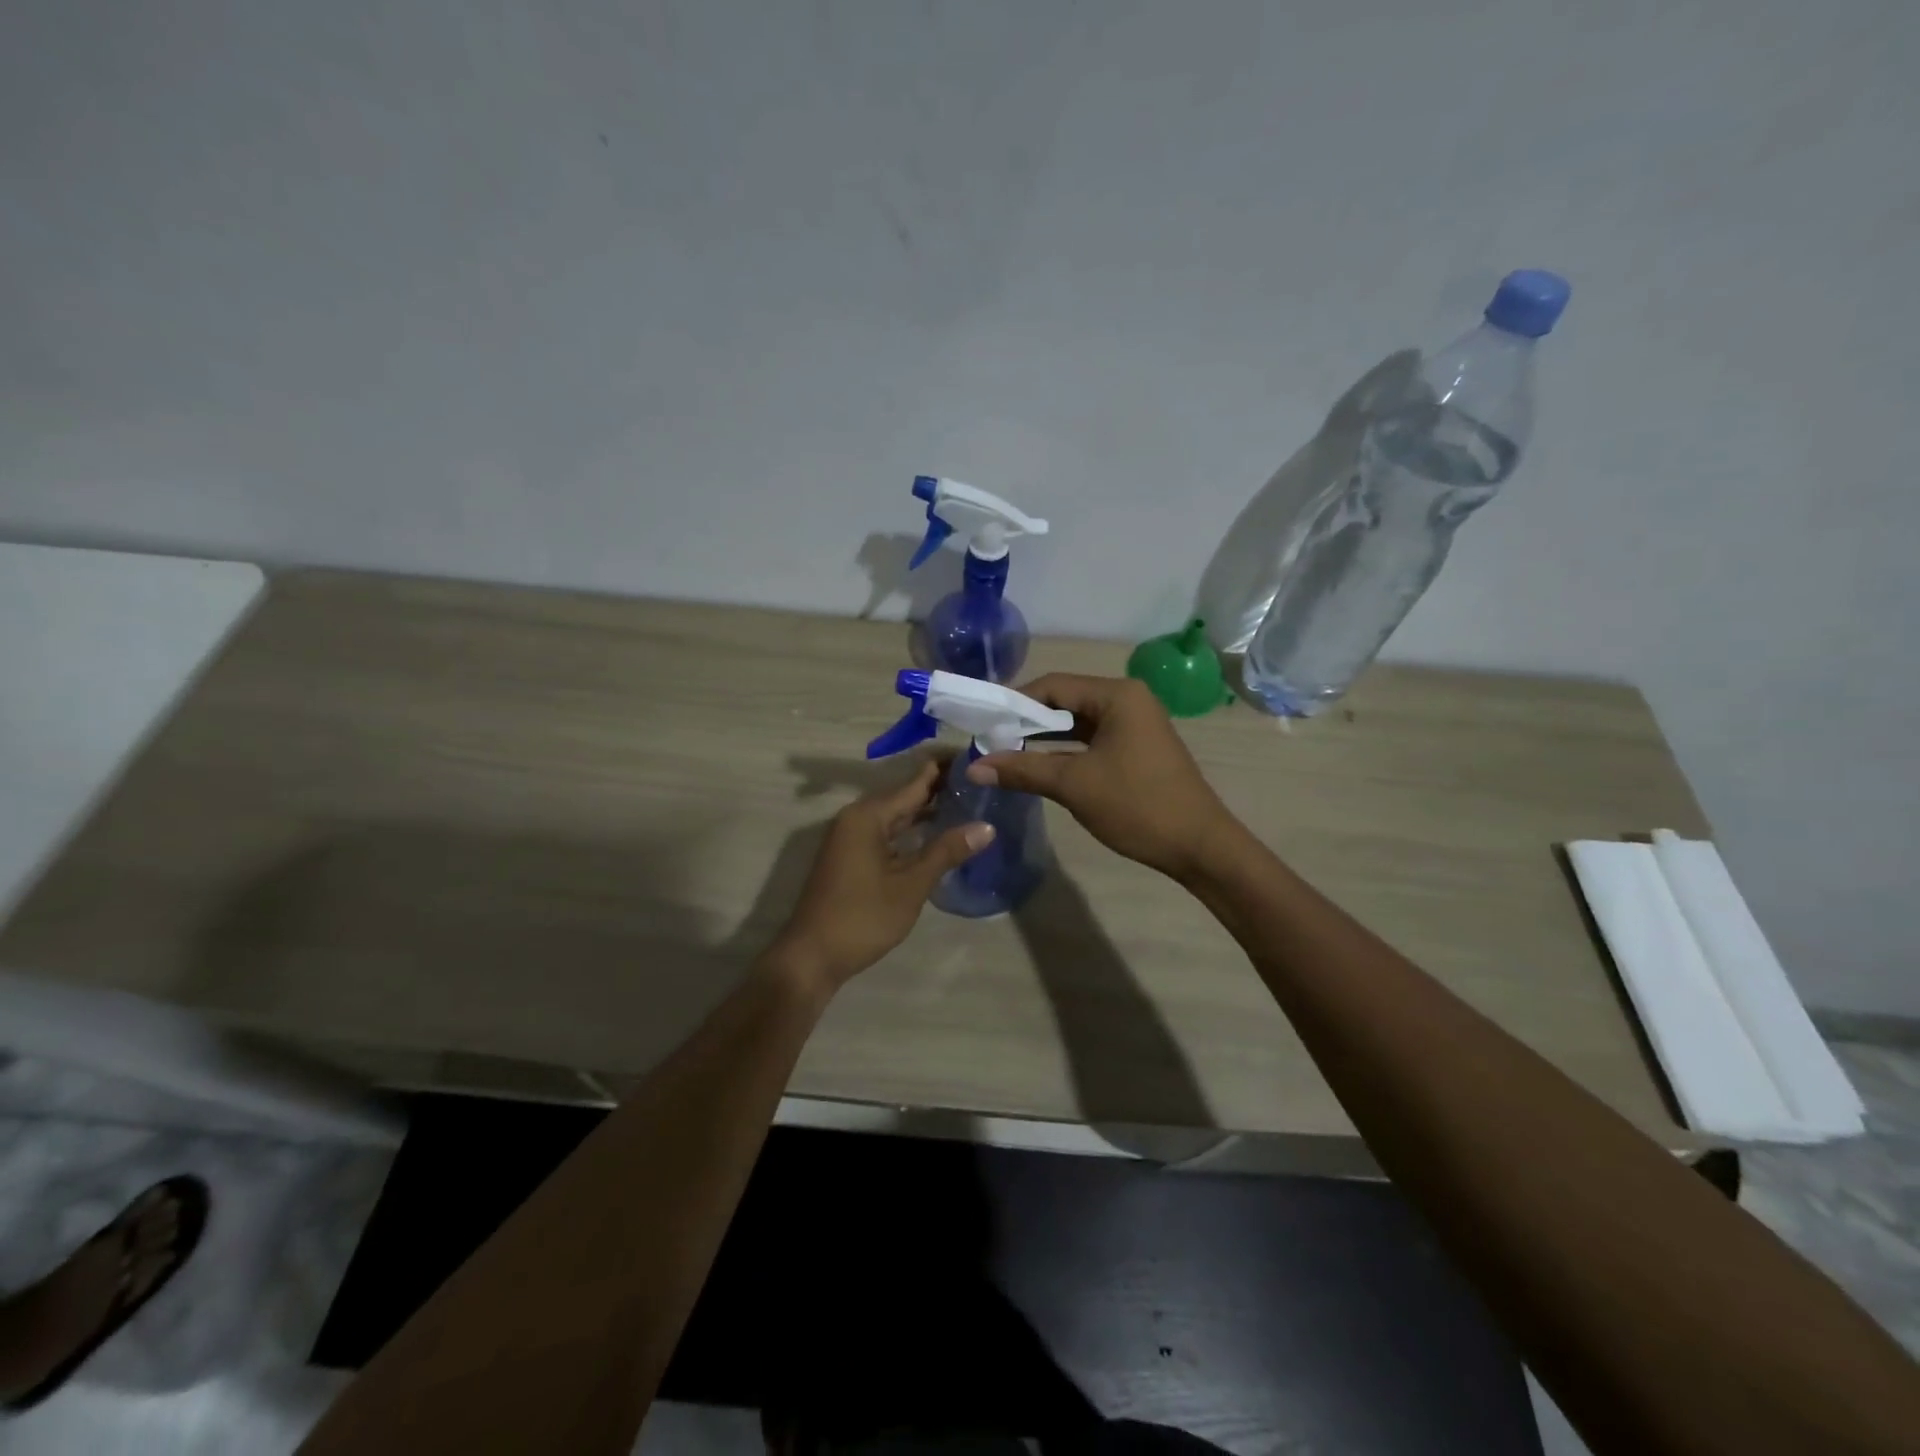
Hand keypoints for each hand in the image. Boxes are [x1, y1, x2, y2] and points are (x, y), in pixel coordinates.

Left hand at [766, 759, 993, 993]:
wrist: (812, 956)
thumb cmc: (862, 918)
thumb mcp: (911, 885)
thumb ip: (947, 851)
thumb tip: (986, 826)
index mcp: (868, 815)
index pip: (916, 781)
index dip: (946, 769)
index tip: (979, 759)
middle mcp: (857, 817)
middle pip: (905, 795)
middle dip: (941, 789)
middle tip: (982, 782)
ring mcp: (851, 837)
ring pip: (896, 815)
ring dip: (927, 811)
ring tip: (968, 803)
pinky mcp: (851, 855)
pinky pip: (887, 831)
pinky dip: (912, 830)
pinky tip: (937, 835)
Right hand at [967, 673, 1237, 881]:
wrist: (1199, 846)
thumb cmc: (1137, 805)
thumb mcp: (1074, 785)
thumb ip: (1022, 770)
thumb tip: (973, 768)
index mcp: (1117, 695)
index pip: (1053, 685)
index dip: (1014, 703)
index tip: (983, 724)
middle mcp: (1127, 699)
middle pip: (1064, 700)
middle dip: (1026, 722)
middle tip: (989, 741)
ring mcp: (1134, 724)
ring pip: (1076, 722)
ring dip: (1043, 738)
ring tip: (1005, 754)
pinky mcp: (1136, 747)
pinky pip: (1091, 740)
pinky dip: (1064, 751)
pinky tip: (1038, 766)